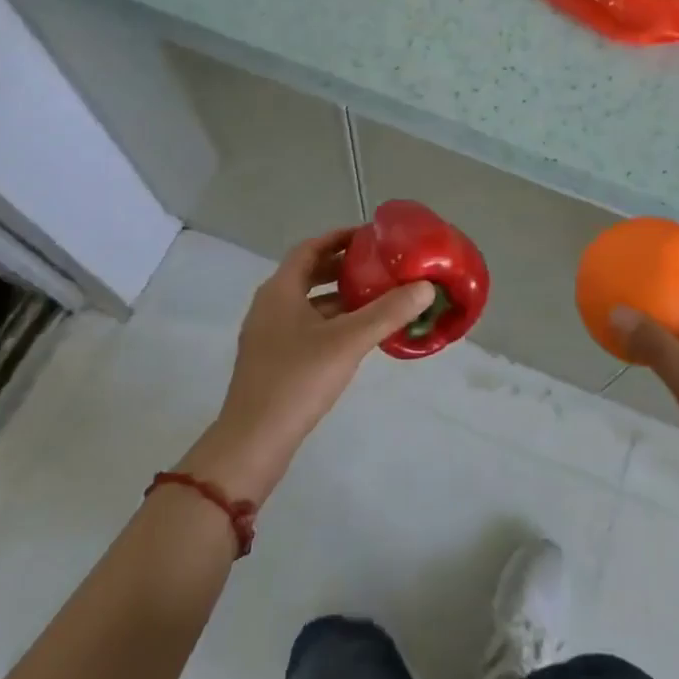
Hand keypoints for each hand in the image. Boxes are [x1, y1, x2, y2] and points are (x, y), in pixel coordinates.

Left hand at [180, 231, 433, 502]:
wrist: (253, 442)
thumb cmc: (297, 380)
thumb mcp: (348, 341)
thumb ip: (388, 312)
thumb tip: (426, 287)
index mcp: (280, 290)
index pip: (310, 248)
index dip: (339, 237)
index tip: (370, 236)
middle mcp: (270, 305)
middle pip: (309, 273)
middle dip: (343, 266)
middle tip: (379, 266)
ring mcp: (268, 334)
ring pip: (308, 302)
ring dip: (339, 296)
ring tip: (376, 297)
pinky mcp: (272, 360)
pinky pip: (305, 326)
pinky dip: (331, 321)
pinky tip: (357, 336)